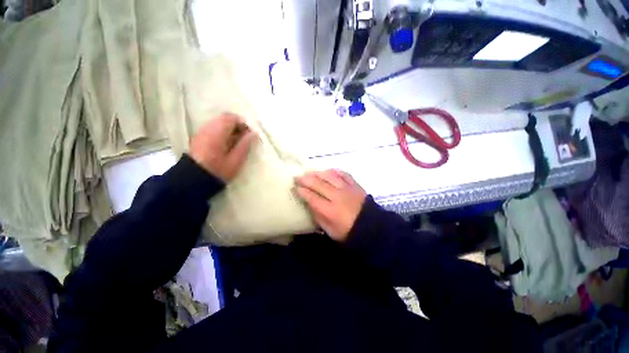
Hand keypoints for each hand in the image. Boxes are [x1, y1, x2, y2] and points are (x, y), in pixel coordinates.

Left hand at [189, 113, 256, 181]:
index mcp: (217, 132)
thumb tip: (254, 134)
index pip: (232, 118)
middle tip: (244, 139)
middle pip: (225, 118)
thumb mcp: (236, 160)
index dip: (243, 124)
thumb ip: (245, 145)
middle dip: (237, 126)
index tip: (250, 135)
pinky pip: (213, 128)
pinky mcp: (199, 137)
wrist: (194, 179)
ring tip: (236, 142)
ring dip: (230, 129)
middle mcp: (208, 128)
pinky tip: (226, 145)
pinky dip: (222, 132)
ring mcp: (202, 131)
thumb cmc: (218, 170)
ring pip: (219, 123)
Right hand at [295, 170, 366, 241]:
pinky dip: (335, 171)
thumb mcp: (329, 230)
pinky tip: (328, 171)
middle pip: (319, 184)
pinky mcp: (355, 185)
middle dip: (306, 180)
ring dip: (318, 173)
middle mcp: (338, 197)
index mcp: (330, 211)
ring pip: (330, 176)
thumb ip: (318, 216)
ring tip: (310, 172)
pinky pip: (344, 174)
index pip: (312, 197)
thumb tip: (309, 203)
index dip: (302, 191)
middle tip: (298, 177)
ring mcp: (347, 189)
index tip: (296, 187)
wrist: (370, 227)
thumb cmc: (347, 231)